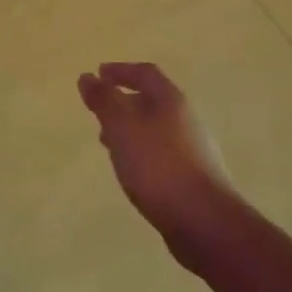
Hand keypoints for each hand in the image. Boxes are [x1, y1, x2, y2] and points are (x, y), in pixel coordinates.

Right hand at [78, 62, 236, 269]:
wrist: (204, 221)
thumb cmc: (157, 164)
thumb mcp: (121, 126)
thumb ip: (103, 100)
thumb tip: (88, 77)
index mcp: (171, 101)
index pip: (145, 73)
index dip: (121, 70)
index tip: (98, 73)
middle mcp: (186, 120)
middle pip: (152, 101)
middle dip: (123, 101)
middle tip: (99, 109)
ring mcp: (193, 150)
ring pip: (155, 129)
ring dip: (130, 129)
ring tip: (108, 141)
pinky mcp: (193, 177)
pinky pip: (161, 153)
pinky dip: (140, 151)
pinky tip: (130, 169)